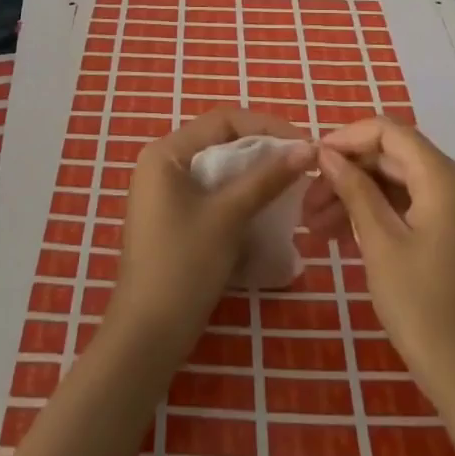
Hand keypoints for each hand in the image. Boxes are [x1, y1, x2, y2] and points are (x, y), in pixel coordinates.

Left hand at [109, 109, 313, 357]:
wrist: (147, 335)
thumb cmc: (184, 265)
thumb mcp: (229, 216)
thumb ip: (267, 178)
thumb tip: (307, 147)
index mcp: (166, 152)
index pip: (223, 120)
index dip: (267, 126)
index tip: (303, 143)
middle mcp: (161, 163)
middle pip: (220, 140)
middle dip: (262, 149)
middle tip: (301, 162)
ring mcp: (163, 191)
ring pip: (217, 167)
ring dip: (253, 173)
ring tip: (290, 183)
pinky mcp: (171, 217)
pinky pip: (210, 191)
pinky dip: (238, 194)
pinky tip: (264, 207)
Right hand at [312, 117, 454, 417]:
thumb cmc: (422, 309)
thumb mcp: (379, 243)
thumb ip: (354, 189)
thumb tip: (326, 153)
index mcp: (447, 179)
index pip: (389, 132)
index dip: (346, 139)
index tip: (311, 160)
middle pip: (392, 157)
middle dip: (347, 174)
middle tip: (306, 204)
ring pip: (398, 182)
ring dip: (357, 196)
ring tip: (315, 225)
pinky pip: (411, 204)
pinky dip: (378, 213)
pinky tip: (342, 234)